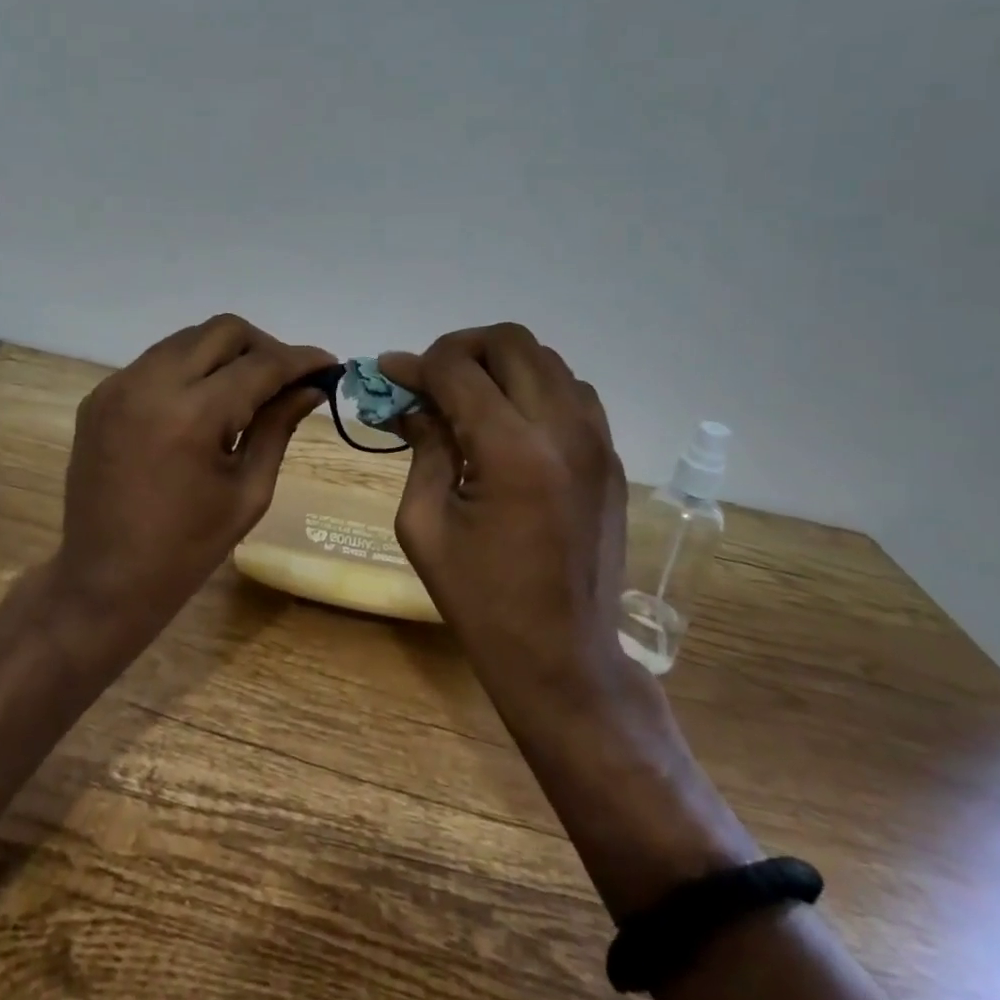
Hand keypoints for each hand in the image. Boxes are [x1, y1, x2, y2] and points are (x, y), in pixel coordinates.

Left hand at [55, 314, 336, 640]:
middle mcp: (151, 383)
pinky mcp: (100, 395)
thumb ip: (279, 427)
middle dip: (263, 346)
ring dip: (224, 354)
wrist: (102, 580)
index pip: (260, 364)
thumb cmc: (186, 549)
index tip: (327, 364)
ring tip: (245, 391)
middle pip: (223, 331)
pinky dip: (188, 370)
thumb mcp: (247, 491)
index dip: (300, 360)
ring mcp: (118, 385)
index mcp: (192, 415)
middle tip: (285, 379)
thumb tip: (311, 388)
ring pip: (187, 339)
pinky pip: (156, 362)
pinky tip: (200, 405)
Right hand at [378, 324, 633, 705]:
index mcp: (511, 451)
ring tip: (469, 398)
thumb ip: (422, 447)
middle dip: (460, 349)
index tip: (389, 373)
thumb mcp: (424, 523)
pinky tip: (510, 420)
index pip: (457, 369)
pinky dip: (535, 387)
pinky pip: (573, 391)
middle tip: (431, 380)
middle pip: (509, 341)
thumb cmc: (481, 599)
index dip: (415, 364)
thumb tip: (410, 400)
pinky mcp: (611, 457)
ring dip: (500, 364)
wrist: (564, 657)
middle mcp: (562, 430)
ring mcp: (596, 440)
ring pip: (546, 358)